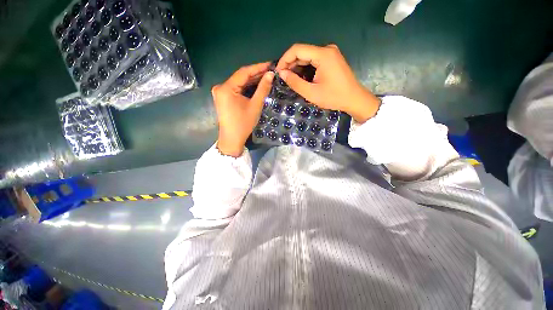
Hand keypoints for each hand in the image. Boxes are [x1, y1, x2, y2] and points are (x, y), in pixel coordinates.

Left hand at [212, 62, 274, 156]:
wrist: (232, 139)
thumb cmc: (243, 124)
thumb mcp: (255, 106)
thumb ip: (263, 89)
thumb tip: (271, 74)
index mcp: (226, 88)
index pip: (243, 72)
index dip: (258, 67)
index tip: (270, 65)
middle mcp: (220, 87)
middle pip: (240, 77)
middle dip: (255, 74)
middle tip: (270, 71)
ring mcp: (220, 92)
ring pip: (238, 83)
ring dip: (251, 80)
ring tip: (265, 76)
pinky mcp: (222, 97)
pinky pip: (236, 88)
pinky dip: (246, 87)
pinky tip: (255, 84)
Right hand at [276, 44, 379, 122]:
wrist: (353, 99)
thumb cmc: (333, 97)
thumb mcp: (311, 93)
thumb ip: (295, 82)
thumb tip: (282, 73)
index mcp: (323, 54)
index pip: (297, 49)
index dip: (285, 59)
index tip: (278, 72)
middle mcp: (327, 49)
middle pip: (302, 52)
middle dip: (290, 64)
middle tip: (283, 77)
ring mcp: (330, 53)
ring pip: (308, 56)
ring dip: (297, 66)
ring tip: (290, 78)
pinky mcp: (332, 59)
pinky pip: (314, 60)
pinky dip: (305, 67)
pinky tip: (300, 77)